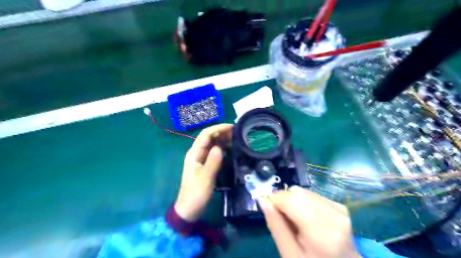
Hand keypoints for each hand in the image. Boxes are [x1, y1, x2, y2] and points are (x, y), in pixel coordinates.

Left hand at [177, 123, 233, 221]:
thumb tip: (220, 146)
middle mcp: (197, 153)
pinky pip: (214, 153)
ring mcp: (201, 159)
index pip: (205, 135)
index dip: (218, 128)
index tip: (231, 127)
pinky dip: (222, 149)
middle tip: (237, 132)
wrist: (190, 209)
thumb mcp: (206, 177)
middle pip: (209, 138)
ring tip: (236, 138)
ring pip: (212, 144)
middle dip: (222, 132)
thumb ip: (213, 161)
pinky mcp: (205, 165)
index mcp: (194, 153)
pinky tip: (231, 149)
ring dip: (223, 140)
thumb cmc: (196, 193)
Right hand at [259, 186, 359, 257]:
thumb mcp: (289, 253)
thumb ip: (276, 225)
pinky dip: (303, 201)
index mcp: (321, 231)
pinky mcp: (340, 206)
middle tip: (281, 218)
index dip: (274, 201)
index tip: (269, 210)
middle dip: (283, 201)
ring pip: (303, 191)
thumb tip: (262, 200)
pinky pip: (312, 194)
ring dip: (293, 200)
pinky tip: (306, 216)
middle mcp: (333, 215)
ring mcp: (339, 209)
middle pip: (297, 193)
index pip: (290, 200)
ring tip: (295, 220)